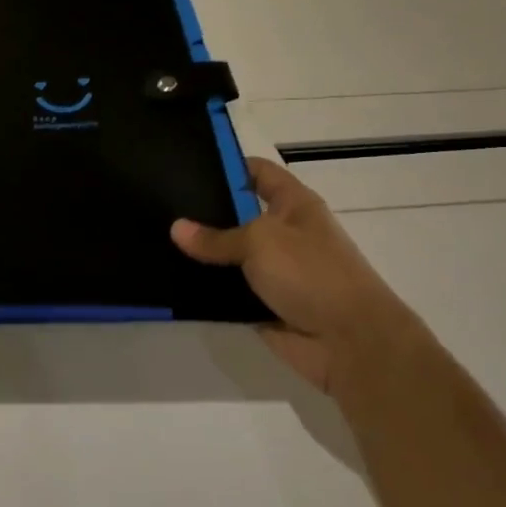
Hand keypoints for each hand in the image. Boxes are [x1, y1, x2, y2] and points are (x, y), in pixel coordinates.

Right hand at [172, 157, 434, 399]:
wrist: (350, 342)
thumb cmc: (312, 274)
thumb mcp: (260, 241)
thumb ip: (216, 237)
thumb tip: (176, 228)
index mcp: (294, 205)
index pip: (258, 172)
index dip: (227, 164)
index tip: (186, 165)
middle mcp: (283, 233)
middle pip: (237, 213)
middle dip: (203, 211)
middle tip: (160, 204)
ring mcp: (273, 270)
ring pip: (229, 255)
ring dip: (201, 254)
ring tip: (156, 239)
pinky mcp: (262, 303)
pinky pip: (227, 289)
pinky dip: (206, 287)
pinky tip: (171, 278)